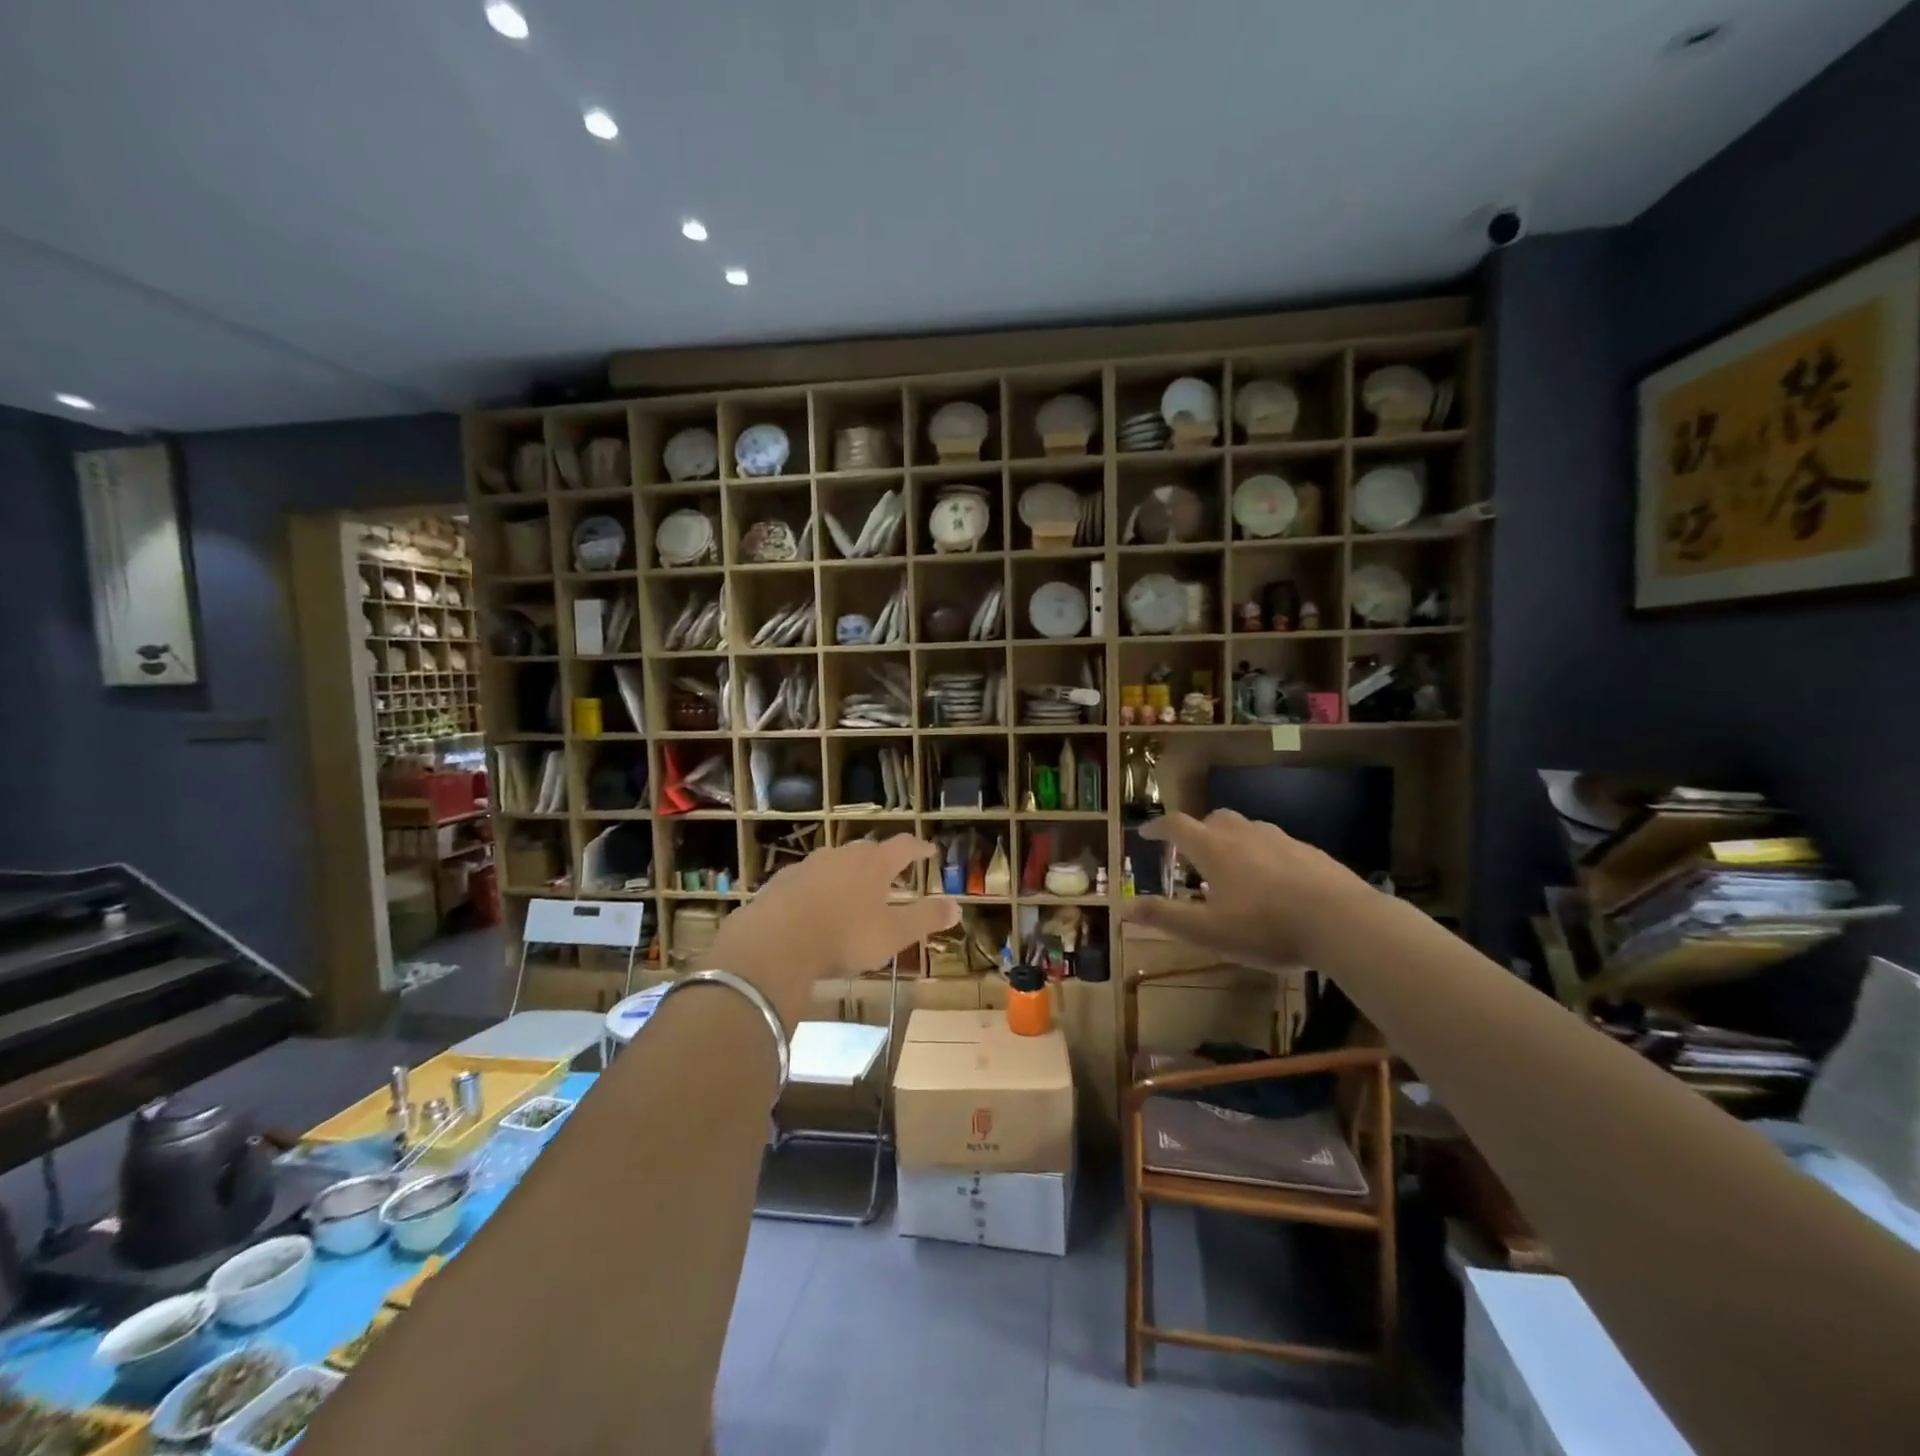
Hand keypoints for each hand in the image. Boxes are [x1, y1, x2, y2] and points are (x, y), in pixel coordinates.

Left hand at [707, 836, 956, 1022]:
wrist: (775, 942)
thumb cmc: (844, 936)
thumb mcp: (893, 933)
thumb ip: (925, 918)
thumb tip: (958, 906)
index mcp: (874, 864)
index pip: (903, 846)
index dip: (919, 848)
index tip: (929, 850)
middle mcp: (842, 856)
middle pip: (868, 850)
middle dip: (882, 860)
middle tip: (892, 874)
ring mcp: (808, 866)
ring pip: (835, 862)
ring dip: (848, 873)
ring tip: (854, 891)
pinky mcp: (781, 882)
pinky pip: (807, 879)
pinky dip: (818, 888)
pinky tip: (815, 907)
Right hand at [1118, 810, 1374, 967]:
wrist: (1343, 922)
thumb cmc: (1265, 927)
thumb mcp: (1208, 931)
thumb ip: (1165, 917)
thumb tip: (1123, 908)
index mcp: (1214, 848)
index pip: (1177, 826)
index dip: (1158, 828)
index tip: (1146, 834)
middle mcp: (1244, 833)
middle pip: (1213, 818)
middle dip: (1198, 831)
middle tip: (1192, 854)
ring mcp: (1280, 839)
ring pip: (1247, 829)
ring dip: (1231, 841)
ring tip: (1232, 870)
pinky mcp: (1310, 852)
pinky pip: (1276, 844)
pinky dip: (1263, 854)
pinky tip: (1273, 883)